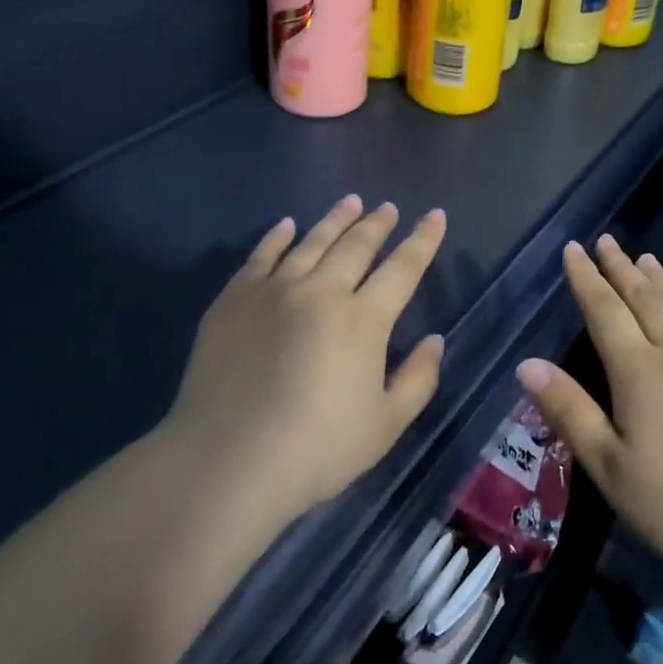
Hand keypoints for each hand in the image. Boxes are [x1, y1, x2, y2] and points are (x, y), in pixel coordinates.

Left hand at [166, 195, 448, 521]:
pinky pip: (261, 257)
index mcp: (363, 320)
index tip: (435, 215)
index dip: (422, 240)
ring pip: (311, 242)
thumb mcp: (385, 425)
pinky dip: (277, 237)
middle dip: (377, 224)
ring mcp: (274, 292)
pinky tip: (286, 225)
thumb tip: (435, 340)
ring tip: (350, 202)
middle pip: (356, 246)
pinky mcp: (234, 301)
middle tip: (387, 208)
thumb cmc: (316, 450)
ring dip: (334, 220)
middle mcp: (321, 293)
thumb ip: (417, 379)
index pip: (403, 268)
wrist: (227, 461)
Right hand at [517, 235, 662, 584]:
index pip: (605, 310)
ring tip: (645, 258)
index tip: (574, 249)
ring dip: (658, 280)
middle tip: (606, 240)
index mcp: (639, 370)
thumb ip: (570, 411)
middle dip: (620, 267)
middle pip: (643, 298)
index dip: (586, 278)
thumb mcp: (610, 467)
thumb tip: (528, 364)